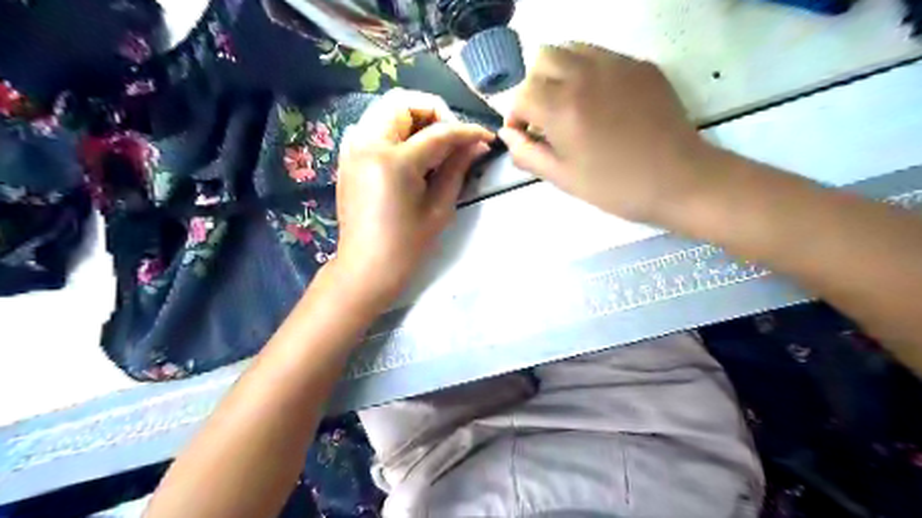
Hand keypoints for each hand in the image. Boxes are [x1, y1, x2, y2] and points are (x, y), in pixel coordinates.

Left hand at [333, 89, 493, 305]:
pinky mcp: (348, 156)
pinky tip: (411, 153)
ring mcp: (352, 147)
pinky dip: (396, 128)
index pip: (438, 132)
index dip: (466, 131)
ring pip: (386, 108)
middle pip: (404, 102)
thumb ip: (457, 168)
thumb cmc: (406, 246)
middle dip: (434, 113)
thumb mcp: (439, 208)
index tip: (486, 137)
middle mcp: (367, 143)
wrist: (365, 267)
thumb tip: (478, 145)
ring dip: (414, 118)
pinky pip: (373, 125)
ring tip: (434, 145)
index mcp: (394, 161)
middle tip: (453, 139)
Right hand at [501, 43, 715, 221]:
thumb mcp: (562, 178)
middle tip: (546, 116)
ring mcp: (616, 64)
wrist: (678, 180)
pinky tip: (601, 101)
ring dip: (560, 72)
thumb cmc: (614, 186)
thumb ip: (526, 154)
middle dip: (535, 86)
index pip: (521, 94)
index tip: (526, 135)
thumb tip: (508, 134)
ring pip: (571, 48)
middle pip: (542, 59)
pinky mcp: (640, 65)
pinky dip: (589, 71)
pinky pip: (602, 55)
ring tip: (571, 103)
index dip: (516, 116)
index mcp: (562, 108)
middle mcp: (584, 75)